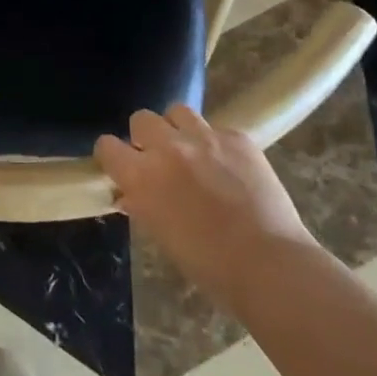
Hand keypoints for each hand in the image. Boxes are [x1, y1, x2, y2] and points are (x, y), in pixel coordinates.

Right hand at [95, 105, 316, 311]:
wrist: (268, 263)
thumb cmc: (208, 264)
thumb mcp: (161, 236)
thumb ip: (142, 205)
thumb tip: (130, 193)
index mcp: (142, 175)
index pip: (107, 145)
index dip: (112, 155)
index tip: (121, 166)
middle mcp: (168, 147)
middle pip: (141, 118)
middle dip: (145, 136)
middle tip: (159, 159)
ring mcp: (205, 137)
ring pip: (177, 111)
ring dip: (178, 129)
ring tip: (192, 151)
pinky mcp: (237, 137)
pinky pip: (217, 128)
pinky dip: (216, 143)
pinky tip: (229, 166)